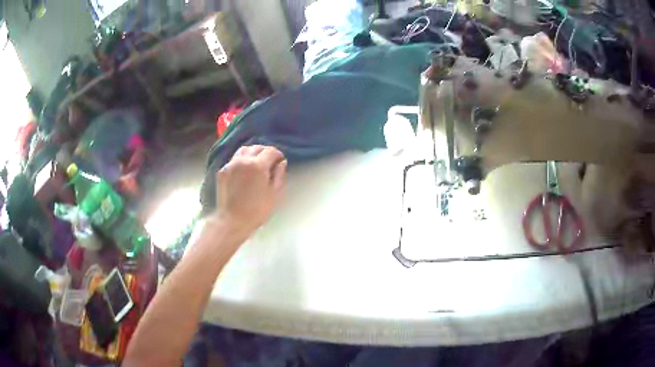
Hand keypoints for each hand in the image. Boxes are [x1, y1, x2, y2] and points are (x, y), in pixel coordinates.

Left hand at [211, 145, 286, 238]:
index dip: (278, 154)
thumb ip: (279, 175)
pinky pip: (235, 158)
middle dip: (266, 152)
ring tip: (257, 162)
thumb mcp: (274, 195)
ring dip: (253, 152)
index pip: (271, 151)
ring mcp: (231, 164)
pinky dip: (242, 159)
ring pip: (244, 149)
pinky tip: (245, 170)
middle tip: (270, 161)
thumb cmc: (257, 211)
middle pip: (257, 147)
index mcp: (258, 165)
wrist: (232, 221)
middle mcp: (243, 160)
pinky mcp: (223, 171)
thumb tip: (281, 163)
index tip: (280, 161)